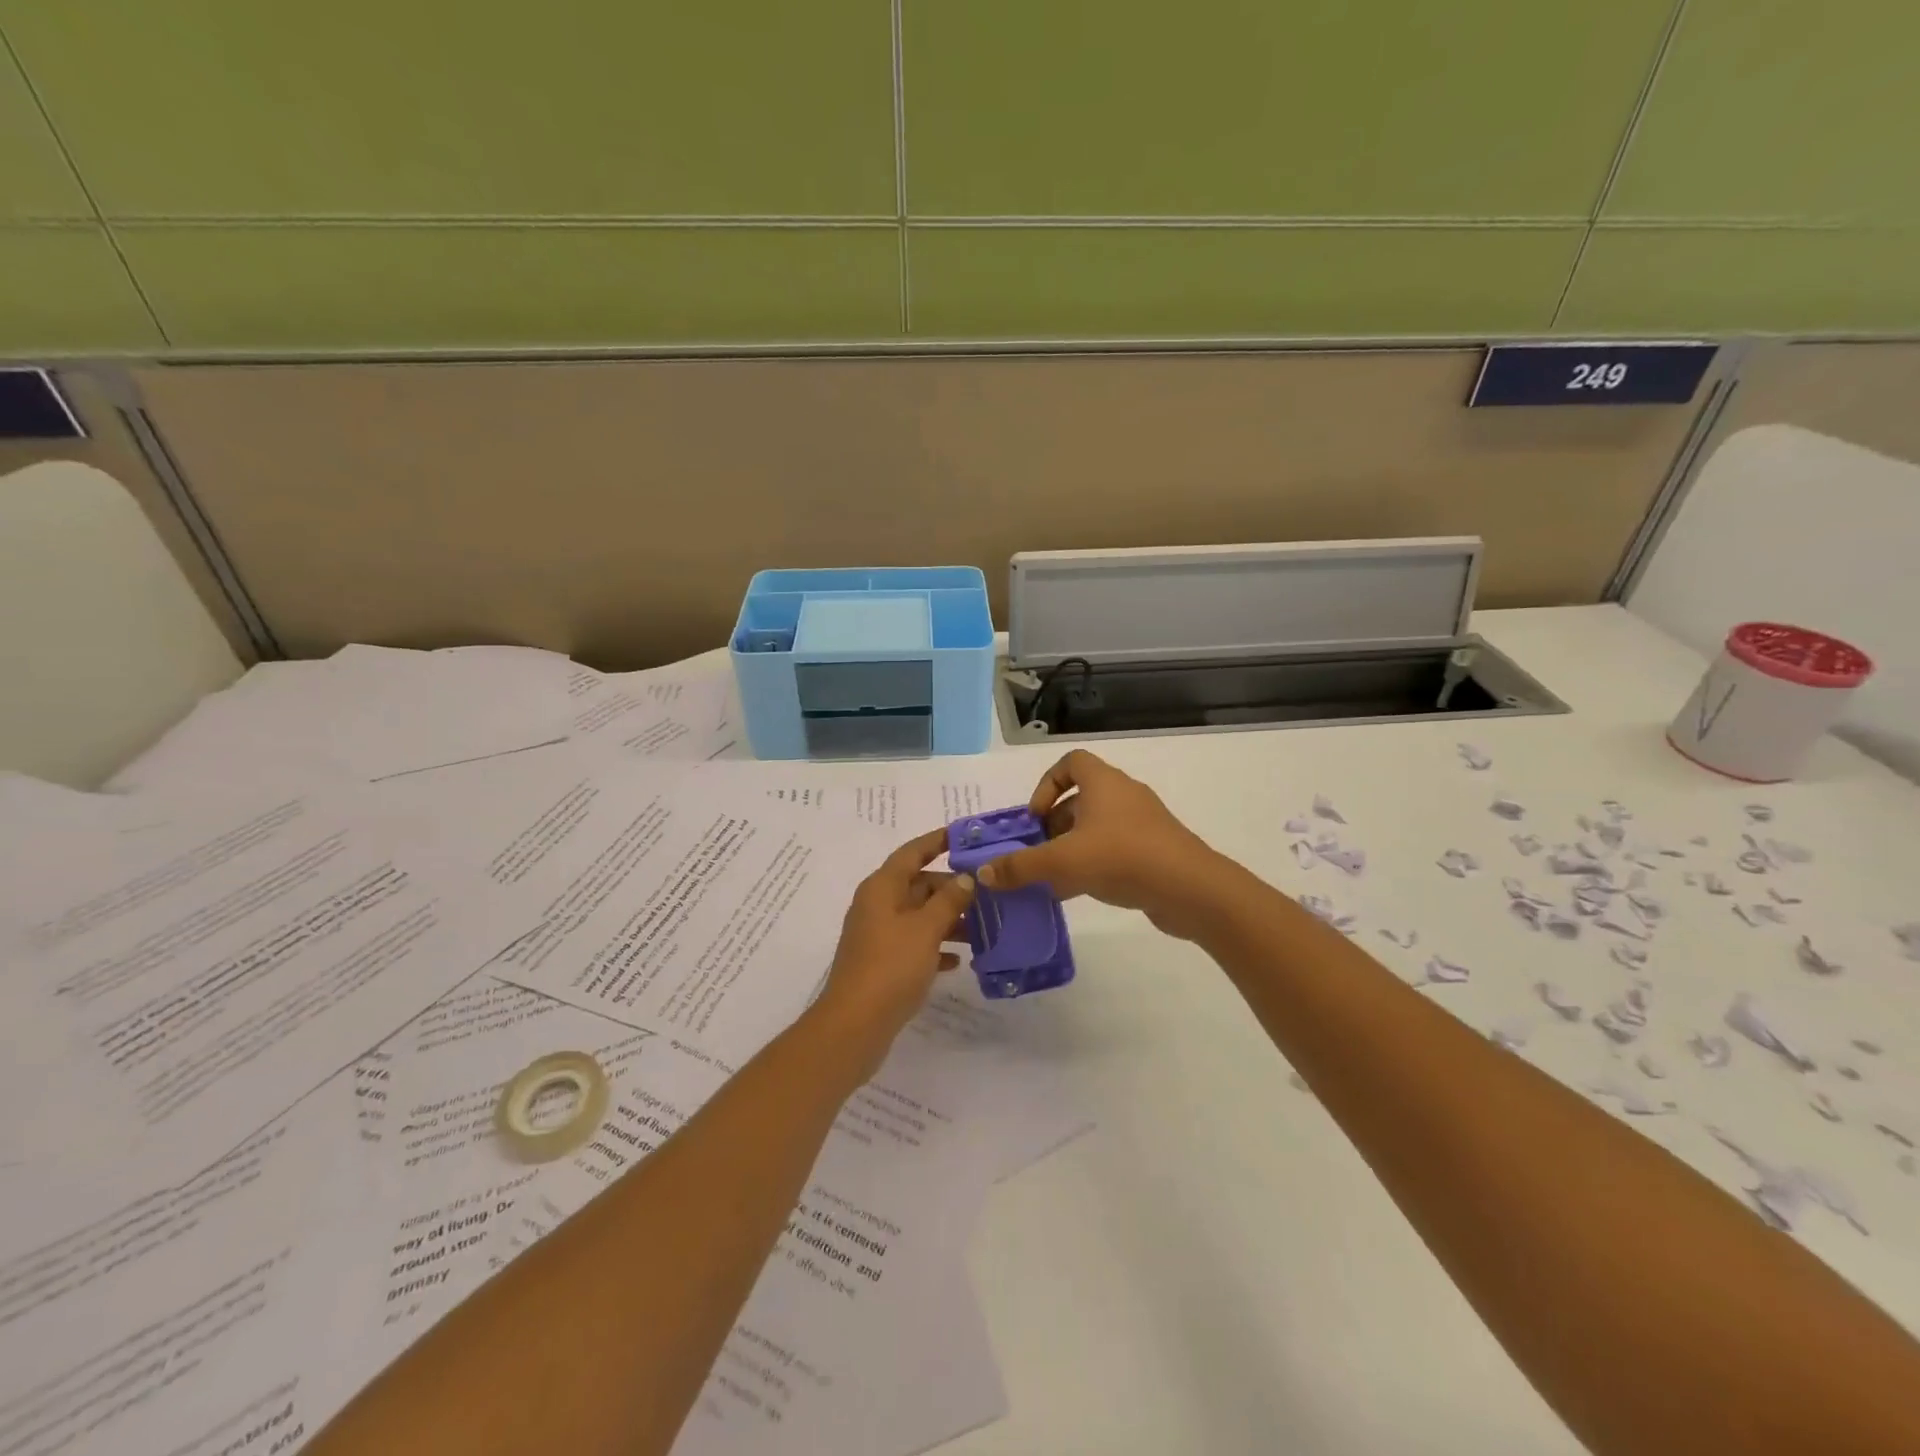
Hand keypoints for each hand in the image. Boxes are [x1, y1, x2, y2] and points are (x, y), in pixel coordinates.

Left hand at [814, 828, 976, 1058]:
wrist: (855, 1025)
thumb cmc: (891, 966)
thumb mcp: (926, 929)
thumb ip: (949, 900)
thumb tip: (966, 878)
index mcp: (882, 888)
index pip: (912, 852)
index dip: (937, 841)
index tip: (965, 836)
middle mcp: (878, 906)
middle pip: (918, 885)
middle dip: (952, 887)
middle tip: (988, 892)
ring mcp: (879, 935)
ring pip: (919, 916)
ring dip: (948, 919)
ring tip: (983, 927)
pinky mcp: (883, 963)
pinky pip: (915, 944)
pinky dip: (936, 947)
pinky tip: (959, 959)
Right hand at [977, 750, 1230, 940]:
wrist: (1190, 889)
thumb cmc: (1122, 858)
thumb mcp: (1063, 861)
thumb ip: (1021, 866)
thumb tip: (983, 873)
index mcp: (1104, 782)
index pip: (1072, 762)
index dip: (1047, 784)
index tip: (1035, 817)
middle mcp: (1123, 795)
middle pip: (1080, 799)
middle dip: (1053, 825)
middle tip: (1037, 852)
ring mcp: (1142, 824)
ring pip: (1096, 828)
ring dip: (1071, 848)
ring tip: (1051, 877)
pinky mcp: (1154, 851)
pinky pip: (1114, 850)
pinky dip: (1092, 865)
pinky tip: (1076, 893)